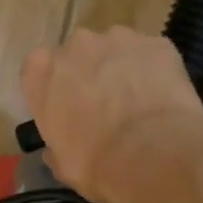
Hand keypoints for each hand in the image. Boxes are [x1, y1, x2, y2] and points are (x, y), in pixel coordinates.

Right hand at [20, 28, 202, 202]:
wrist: (153, 155)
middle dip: (90, 75)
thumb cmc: (96, 163)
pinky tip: (163, 99)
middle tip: (105, 107)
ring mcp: (119, 38)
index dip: (57, 91)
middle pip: (79, 55)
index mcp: (41, 71)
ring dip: (122, 70)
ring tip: (138, 103)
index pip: (40, 71)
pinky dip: (155, 71)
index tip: (68, 111)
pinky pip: (151, 55)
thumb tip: (59, 148)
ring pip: (117, 50)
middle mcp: (76, 45)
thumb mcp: (62, 163)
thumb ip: (57, 144)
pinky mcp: (157, 43)